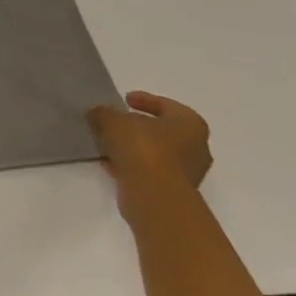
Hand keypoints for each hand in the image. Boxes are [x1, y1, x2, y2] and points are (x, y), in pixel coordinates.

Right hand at [86, 91, 212, 226]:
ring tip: (107, 143)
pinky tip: (110, 163)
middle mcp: (196, 147)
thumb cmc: (142, 148)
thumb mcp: (112, 120)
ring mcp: (187, 172)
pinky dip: (132, 165)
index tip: (124, 100)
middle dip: (138, 126)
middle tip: (114, 122)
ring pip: (156, 153)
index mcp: (190, 124)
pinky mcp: (173, 191)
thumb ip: (103, 113)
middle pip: (163, 131)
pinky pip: (150, 171)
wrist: (154, 195)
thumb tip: (98, 112)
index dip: (145, 100)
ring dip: (133, 148)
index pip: (167, 105)